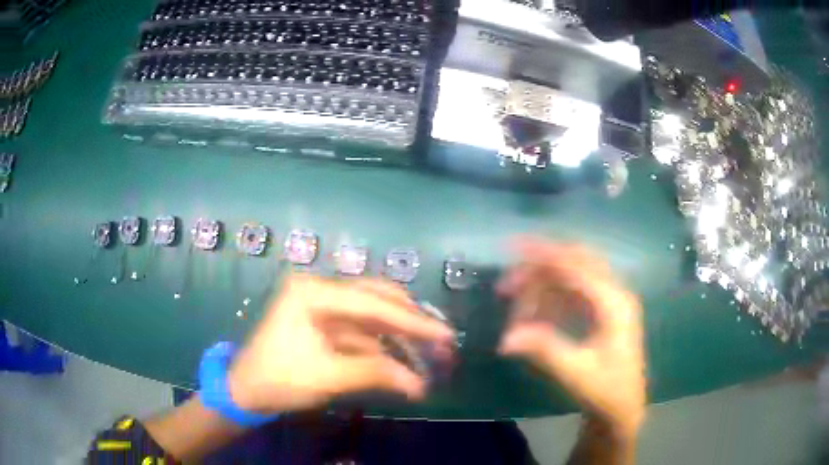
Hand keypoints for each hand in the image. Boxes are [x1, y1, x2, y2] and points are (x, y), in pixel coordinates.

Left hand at [228, 275, 454, 414]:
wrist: (245, 391)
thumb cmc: (278, 379)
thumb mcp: (327, 377)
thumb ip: (376, 374)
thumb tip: (420, 385)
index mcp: (312, 292)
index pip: (372, 304)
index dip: (412, 322)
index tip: (445, 335)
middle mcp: (319, 291)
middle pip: (375, 300)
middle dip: (410, 322)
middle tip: (442, 339)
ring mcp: (322, 307)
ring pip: (371, 316)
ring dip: (399, 335)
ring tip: (431, 351)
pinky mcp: (324, 325)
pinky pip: (361, 332)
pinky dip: (382, 347)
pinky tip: (403, 362)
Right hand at [497, 239, 645, 437]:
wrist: (623, 409)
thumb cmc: (606, 391)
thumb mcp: (576, 372)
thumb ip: (544, 350)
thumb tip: (506, 338)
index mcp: (615, 303)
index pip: (577, 266)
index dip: (545, 254)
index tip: (513, 247)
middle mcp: (615, 293)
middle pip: (576, 263)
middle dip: (541, 266)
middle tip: (508, 281)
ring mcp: (609, 302)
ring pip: (572, 278)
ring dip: (543, 284)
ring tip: (514, 301)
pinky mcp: (602, 313)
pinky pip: (573, 294)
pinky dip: (550, 298)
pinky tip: (533, 312)